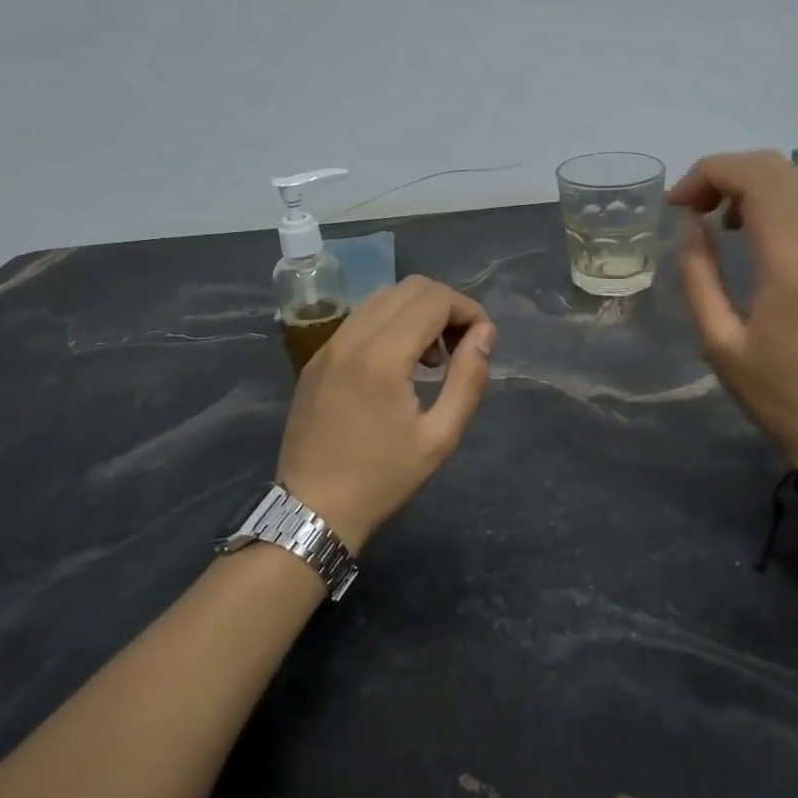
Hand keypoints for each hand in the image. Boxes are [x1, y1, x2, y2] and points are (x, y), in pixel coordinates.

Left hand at [276, 276, 496, 550]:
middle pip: (410, 287)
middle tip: (459, 349)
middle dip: (446, 307)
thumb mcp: (440, 437)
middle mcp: (351, 339)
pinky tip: (398, 366)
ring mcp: (328, 346)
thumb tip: (485, 334)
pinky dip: (390, 324)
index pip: (435, 299)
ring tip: (430, 359)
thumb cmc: (382, 479)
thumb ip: (468, 379)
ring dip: (417, 313)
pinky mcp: (317, 359)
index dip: (469, 310)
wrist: (312, 510)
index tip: (482, 342)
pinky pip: (361, 318)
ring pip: (383, 297)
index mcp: (382, 357)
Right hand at [668, 150, 797, 462]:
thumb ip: (698, 275)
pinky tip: (749, 228)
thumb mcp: (717, 341)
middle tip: (690, 207)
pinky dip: (774, 195)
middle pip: (777, 167)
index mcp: (789, 263)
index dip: (707, 174)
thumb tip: (690, 224)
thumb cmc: (772, 390)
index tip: (675, 204)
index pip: (754, 179)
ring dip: (751, 180)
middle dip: (725, 171)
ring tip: (717, 215)